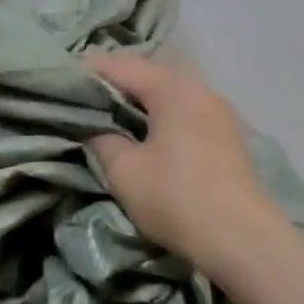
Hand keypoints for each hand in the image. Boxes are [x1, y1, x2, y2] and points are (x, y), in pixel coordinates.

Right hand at [87, 54, 290, 278]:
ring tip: (112, 115)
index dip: (88, 71)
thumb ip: (102, 140)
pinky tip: (147, 131)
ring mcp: (218, 110)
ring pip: (169, 90)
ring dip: (140, 98)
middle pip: (148, 72)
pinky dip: (161, 112)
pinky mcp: (227, 133)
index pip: (121, 65)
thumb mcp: (124, 171)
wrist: (241, 239)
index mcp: (172, 87)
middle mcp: (199, 88)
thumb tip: (97, 130)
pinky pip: (185, 109)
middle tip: (84, 98)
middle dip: (115, 81)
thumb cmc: (176, 198)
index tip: (62, 82)